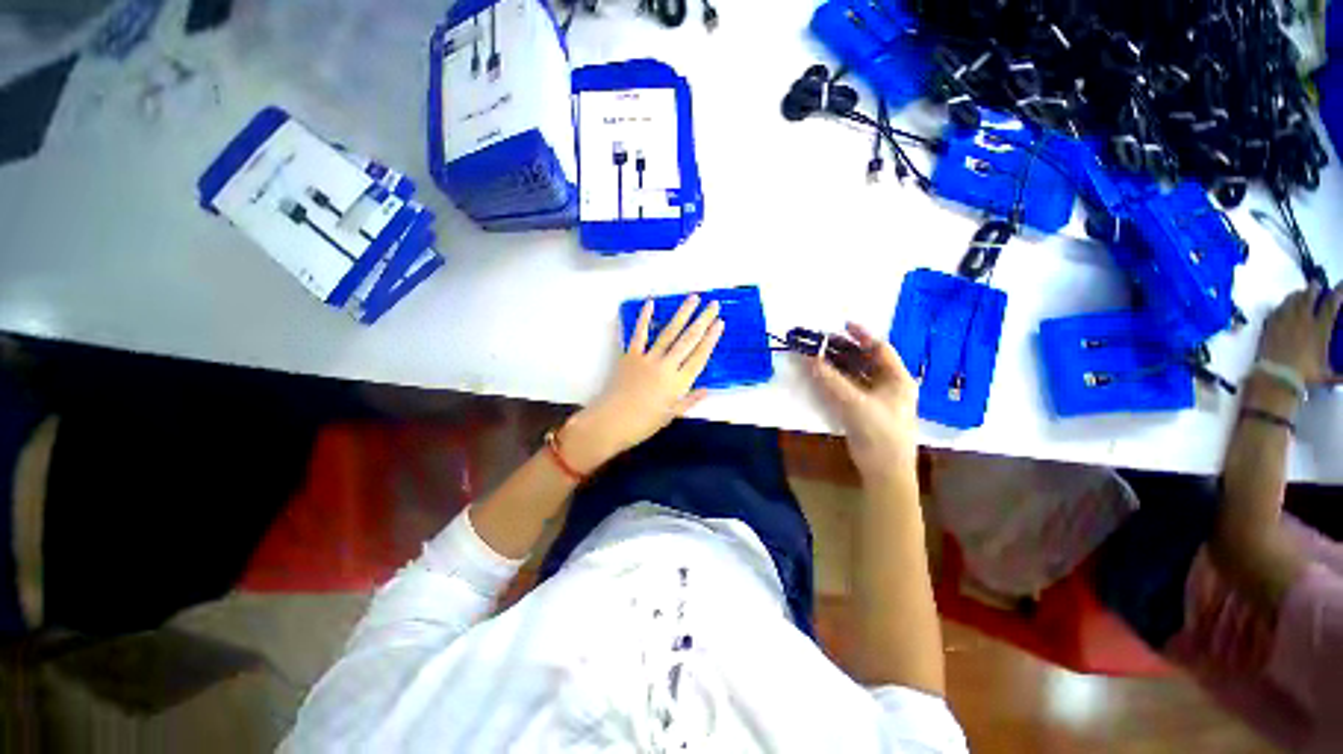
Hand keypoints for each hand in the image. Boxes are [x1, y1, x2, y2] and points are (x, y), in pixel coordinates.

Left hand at [562, 296, 724, 472]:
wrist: (611, 422)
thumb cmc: (643, 423)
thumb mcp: (671, 416)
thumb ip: (689, 401)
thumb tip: (707, 389)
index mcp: (679, 383)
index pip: (700, 356)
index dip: (711, 339)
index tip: (720, 323)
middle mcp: (666, 366)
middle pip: (688, 340)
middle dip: (703, 321)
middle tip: (713, 304)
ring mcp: (648, 358)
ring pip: (669, 332)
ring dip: (682, 314)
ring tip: (693, 298)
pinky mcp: (631, 355)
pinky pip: (639, 334)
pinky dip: (644, 318)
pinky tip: (651, 303)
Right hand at [810, 323, 918, 484]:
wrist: (885, 471)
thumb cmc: (879, 433)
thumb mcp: (855, 403)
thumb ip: (830, 380)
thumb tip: (808, 358)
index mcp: (897, 379)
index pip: (880, 348)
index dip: (862, 334)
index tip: (842, 324)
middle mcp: (888, 385)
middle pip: (865, 359)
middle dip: (843, 349)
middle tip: (821, 341)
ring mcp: (876, 398)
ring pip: (855, 373)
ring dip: (836, 364)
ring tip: (817, 355)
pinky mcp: (863, 410)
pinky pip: (848, 388)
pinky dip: (835, 380)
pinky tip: (821, 375)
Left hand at [1257, 282, 1342, 384]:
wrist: (1276, 376)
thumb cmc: (1304, 375)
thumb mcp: (1326, 374)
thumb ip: (1339, 374)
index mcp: (1319, 328)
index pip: (1331, 304)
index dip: (1338, 292)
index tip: (1341, 285)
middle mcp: (1303, 320)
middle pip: (1309, 296)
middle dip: (1314, 288)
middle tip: (1316, 286)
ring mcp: (1284, 321)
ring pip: (1292, 299)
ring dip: (1298, 294)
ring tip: (1301, 294)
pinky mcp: (1270, 325)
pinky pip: (1277, 309)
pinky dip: (1283, 305)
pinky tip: (1284, 306)